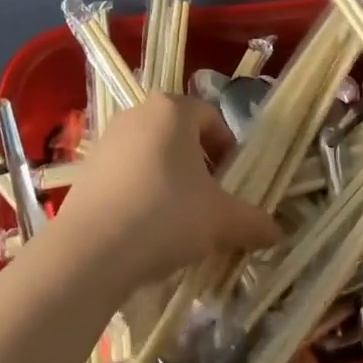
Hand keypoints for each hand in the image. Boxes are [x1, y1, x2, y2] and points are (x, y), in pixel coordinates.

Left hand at [51, 93, 280, 291]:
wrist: (88, 253)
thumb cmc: (164, 216)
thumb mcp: (220, 220)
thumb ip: (252, 221)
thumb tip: (277, 233)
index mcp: (173, 109)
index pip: (212, 118)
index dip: (228, 150)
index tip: (232, 185)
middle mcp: (139, 113)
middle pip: (181, 135)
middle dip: (199, 166)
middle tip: (209, 203)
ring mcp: (107, 140)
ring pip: (152, 155)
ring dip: (169, 181)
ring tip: (177, 221)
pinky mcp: (85, 170)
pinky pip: (125, 174)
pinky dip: (140, 193)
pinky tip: (144, 231)